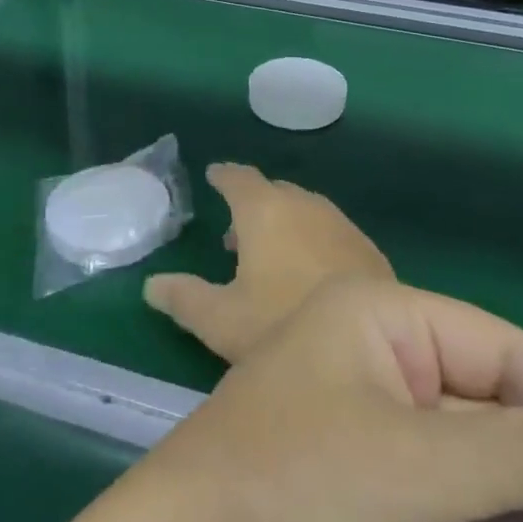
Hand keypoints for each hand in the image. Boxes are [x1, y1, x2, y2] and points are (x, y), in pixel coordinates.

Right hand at [144, 164, 393, 363]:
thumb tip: (151, 285)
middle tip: (233, 232)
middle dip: (252, 203)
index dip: (224, 177)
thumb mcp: (221, 320)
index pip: (239, 179)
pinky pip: (328, 230)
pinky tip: (306, 272)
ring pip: (304, 210)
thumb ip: (183, 298)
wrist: (371, 346)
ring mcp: (341, 225)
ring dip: (283, 222)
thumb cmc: (281, 325)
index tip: (213, 176)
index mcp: (266, 211)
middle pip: (274, 192)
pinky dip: (309, 238)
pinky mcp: (366, 249)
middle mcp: (305, 206)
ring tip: (266, 255)